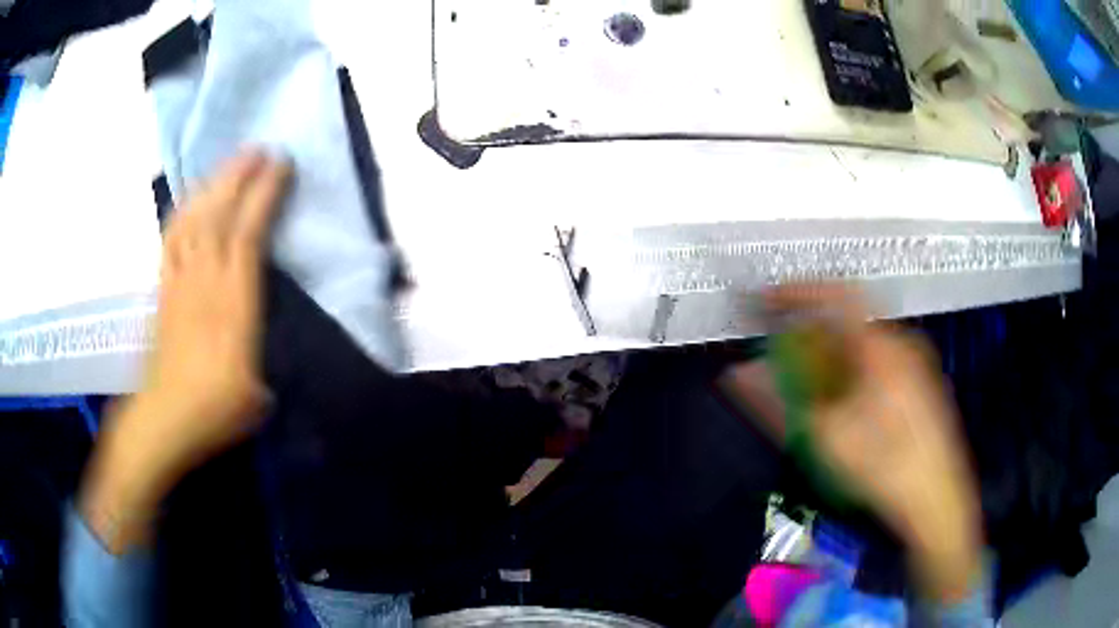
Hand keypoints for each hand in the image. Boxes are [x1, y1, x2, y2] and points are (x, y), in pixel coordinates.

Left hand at [80, 150, 291, 553]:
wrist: (161, 420)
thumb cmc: (212, 411)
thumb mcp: (256, 392)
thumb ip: (263, 352)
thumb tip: (263, 333)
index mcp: (231, 305)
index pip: (247, 235)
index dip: (263, 197)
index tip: (281, 166)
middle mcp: (203, 282)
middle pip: (218, 215)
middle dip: (239, 176)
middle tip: (258, 148)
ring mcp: (178, 282)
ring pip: (193, 219)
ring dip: (212, 185)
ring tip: (229, 162)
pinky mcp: (162, 289)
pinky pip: (171, 239)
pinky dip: (183, 212)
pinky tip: (190, 199)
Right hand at [723, 285, 981, 601]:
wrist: (937, 502)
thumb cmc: (884, 469)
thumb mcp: (827, 438)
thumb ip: (780, 403)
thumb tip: (739, 375)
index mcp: (881, 348)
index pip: (836, 294)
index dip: (798, 291)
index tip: (767, 299)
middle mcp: (901, 343)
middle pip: (849, 320)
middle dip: (812, 331)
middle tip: (787, 355)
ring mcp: (916, 363)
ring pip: (865, 343)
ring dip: (833, 353)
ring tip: (813, 386)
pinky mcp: (921, 384)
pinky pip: (880, 360)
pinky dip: (854, 369)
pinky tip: (848, 404)